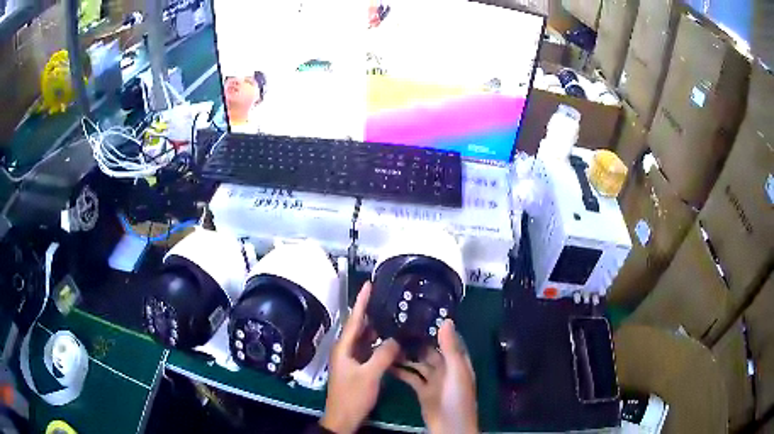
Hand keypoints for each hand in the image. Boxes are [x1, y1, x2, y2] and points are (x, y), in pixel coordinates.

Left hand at [320, 282, 400, 433]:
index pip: (354, 319)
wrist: (343, 417)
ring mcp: (352, 360)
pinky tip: (392, 342)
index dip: (361, 302)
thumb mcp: (369, 375)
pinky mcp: (358, 368)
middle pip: (360, 327)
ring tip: (393, 316)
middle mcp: (346, 350)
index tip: (368, 284)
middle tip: (387, 298)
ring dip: (377, 329)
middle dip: (371, 312)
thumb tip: (395, 340)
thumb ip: (383, 355)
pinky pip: (369, 350)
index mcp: (344, 348)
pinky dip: (380, 344)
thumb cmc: (352, 396)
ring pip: (366, 339)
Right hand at [392, 320, 477, 433]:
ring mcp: (433, 380)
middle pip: (431, 352)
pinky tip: (388, 363)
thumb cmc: (457, 397)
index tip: (421, 313)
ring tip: (390, 342)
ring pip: (419, 364)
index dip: (438, 329)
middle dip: (418, 341)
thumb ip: (450, 347)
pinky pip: (411, 377)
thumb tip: (446, 320)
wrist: (449, 426)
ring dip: (407, 355)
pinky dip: (401, 371)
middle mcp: (446, 369)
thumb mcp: (456, 371)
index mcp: (458, 362)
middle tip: (399, 326)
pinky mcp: (422, 390)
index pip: (449, 341)